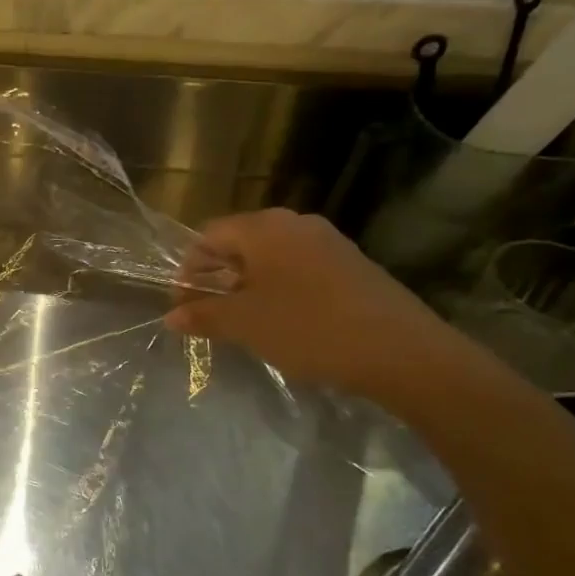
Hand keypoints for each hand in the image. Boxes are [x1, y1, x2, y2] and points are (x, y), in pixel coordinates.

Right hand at [165, 208, 470, 408]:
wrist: (402, 351)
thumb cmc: (309, 328)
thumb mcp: (245, 325)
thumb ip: (203, 315)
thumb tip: (171, 315)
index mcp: (264, 228)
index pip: (208, 236)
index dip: (188, 270)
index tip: (183, 305)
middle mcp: (295, 224)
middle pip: (239, 243)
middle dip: (217, 277)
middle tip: (208, 314)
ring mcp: (328, 242)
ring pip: (270, 257)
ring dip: (247, 285)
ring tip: (243, 322)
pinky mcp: (351, 264)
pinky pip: (299, 269)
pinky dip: (280, 289)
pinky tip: (283, 322)